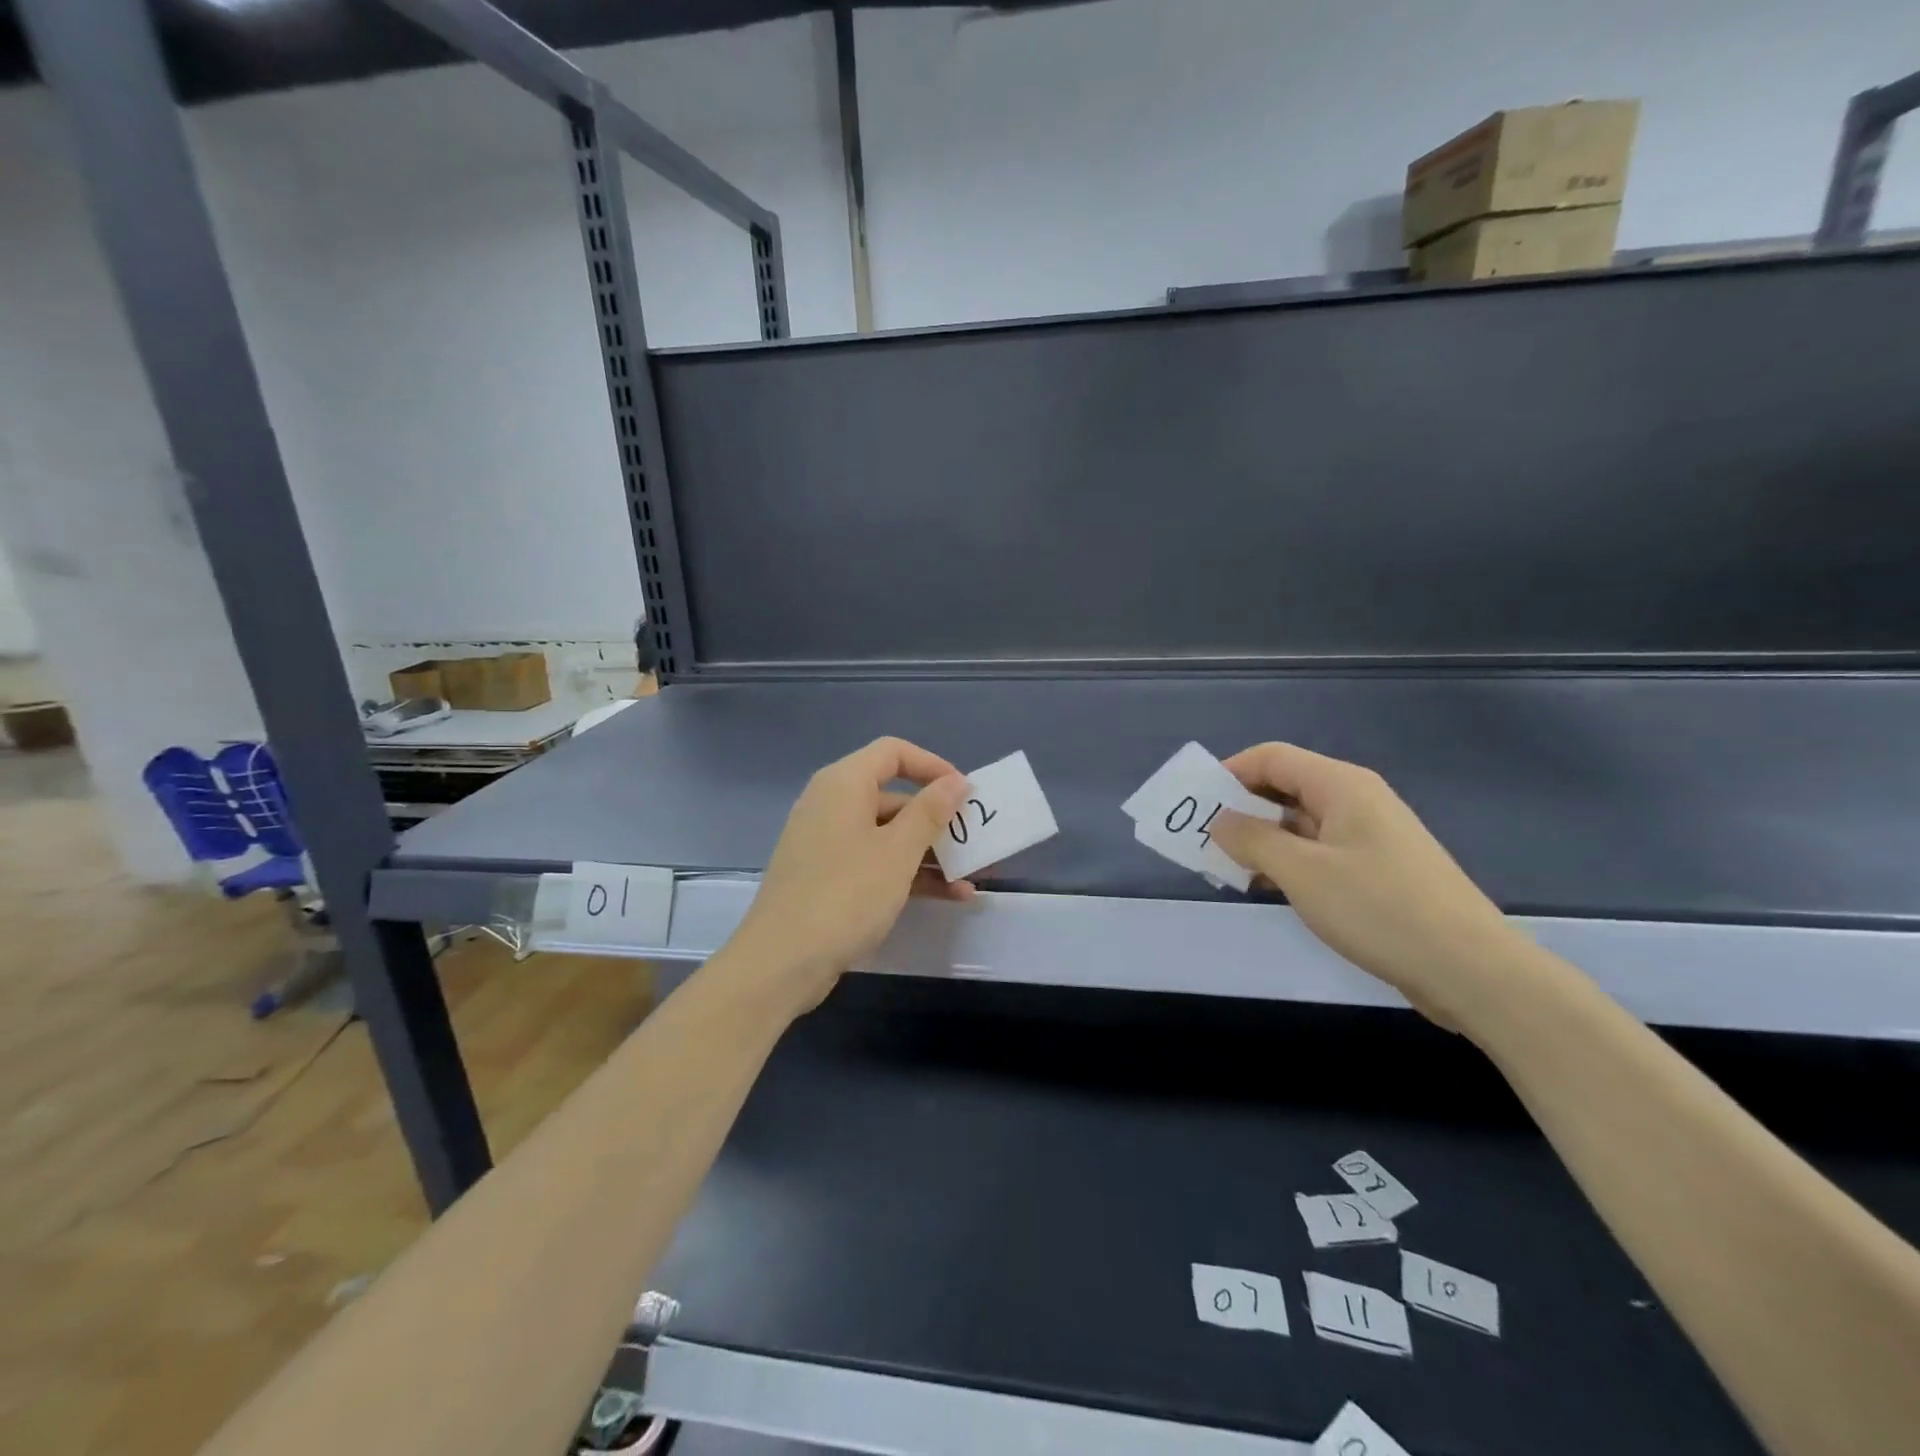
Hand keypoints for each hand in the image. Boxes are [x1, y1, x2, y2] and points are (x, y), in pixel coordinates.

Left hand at [730, 737, 971, 1012]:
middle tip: (975, 840)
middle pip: (893, 796)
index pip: (893, 752)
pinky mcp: (827, 877)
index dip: (932, 766)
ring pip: (887, 834)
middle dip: (938, 818)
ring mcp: (827, 843)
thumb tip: (956, 780)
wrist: (780, 963)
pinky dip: (907, 873)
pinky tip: (948, 896)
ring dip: (929, 852)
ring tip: (971, 875)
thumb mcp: (898, 852)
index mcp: (843, 785)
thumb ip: (930, 812)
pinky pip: (874, 862)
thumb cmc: (845, 895)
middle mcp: (831, 805)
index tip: (965, 792)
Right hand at [1209, 742, 1523, 1028]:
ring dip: (1260, 840)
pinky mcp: (1376, 871)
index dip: (1229, 773)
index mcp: (1341, 786)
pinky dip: (1286, 862)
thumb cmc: (1380, 909)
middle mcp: (1356, 801)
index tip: (1197, 806)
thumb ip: (1252, 840)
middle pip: (1284, 787)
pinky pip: (1317, 852)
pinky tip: (1266, 889)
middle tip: (1204, 842)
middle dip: (1240, 809)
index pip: (1272, 758)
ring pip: (1299, 823)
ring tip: (1227, 869)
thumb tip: (1219, 821)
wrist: (1471, 970)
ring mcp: (1368, 837)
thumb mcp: (1302, 872)